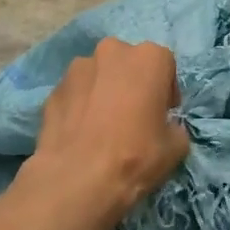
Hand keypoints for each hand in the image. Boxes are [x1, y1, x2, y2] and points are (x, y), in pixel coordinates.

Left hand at [26, 38, 188, 228]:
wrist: (77, 179)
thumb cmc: (135, 156)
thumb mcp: (176, 147)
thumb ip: (174, 126)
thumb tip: (166, 127)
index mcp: (148, 58)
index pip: (165, 65)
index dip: (166, 91)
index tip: (162, 114)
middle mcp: (112, 51)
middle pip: (128, 63)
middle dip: (132, 83)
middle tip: (133, 116)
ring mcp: (78, 67)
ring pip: (99, 75)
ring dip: (104, 91)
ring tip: (102, 126)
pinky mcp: (54, 88)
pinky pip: (76, 92)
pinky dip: (80, 105)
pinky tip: (81, 133)